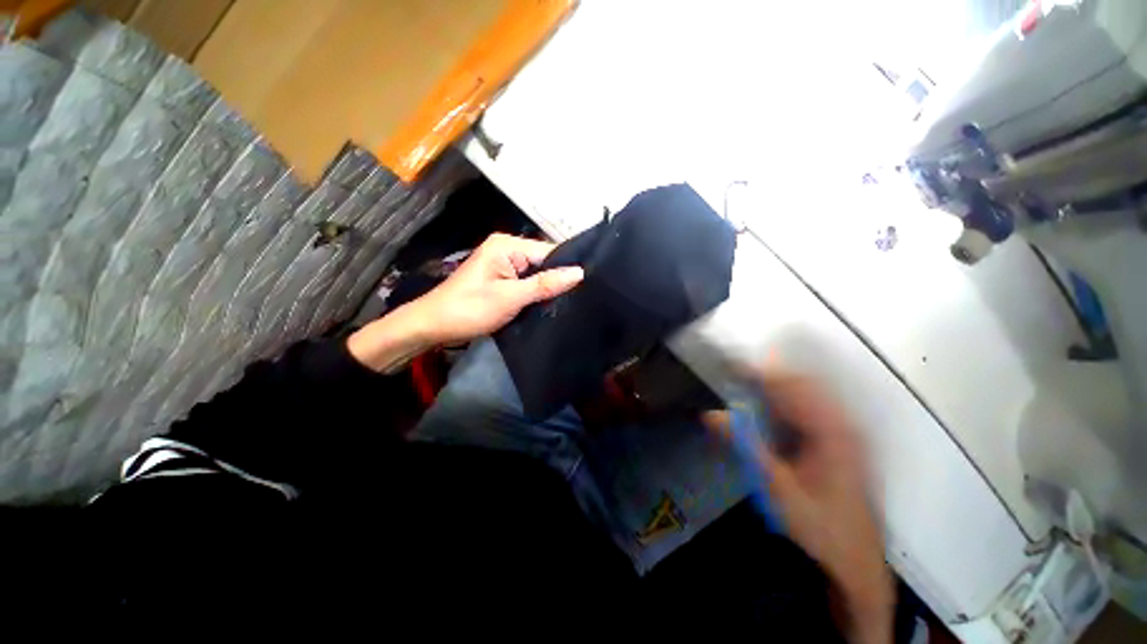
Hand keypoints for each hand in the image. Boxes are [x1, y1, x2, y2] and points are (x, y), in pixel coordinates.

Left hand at [411, 233, 583, 344]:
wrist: (434, 326)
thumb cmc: (470, 309)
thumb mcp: (510, 297)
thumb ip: (545, 284)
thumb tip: (580, 272)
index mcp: (507, 245)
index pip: (549, 251)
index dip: (568, 267)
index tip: (589, 285)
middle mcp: (507, 249)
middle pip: (544, 262)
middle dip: (559, 279)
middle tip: (582, 297)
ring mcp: (504, 264)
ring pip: (538, 274)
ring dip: (549, 288)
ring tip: (572, 302)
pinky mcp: (503, 279)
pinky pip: (528, 282)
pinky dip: (538, 293)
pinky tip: (551, 303)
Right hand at [705, 369, 892, 643]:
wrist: (855, 558)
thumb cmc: (818, 525)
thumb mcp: (777, 488)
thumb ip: (745, 445)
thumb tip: (711, 415)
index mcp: (832, 432)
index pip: (792, 386)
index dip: (759, 372)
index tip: (731, 366)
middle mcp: (844, 423)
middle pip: (803, 382)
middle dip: (768, 374)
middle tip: (736, 374)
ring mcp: (847, 430)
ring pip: (810, 391)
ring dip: (778, 385)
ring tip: (748, 384)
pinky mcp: (844, 438)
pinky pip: (813, 406)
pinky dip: (789, 400)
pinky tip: (771, 407)